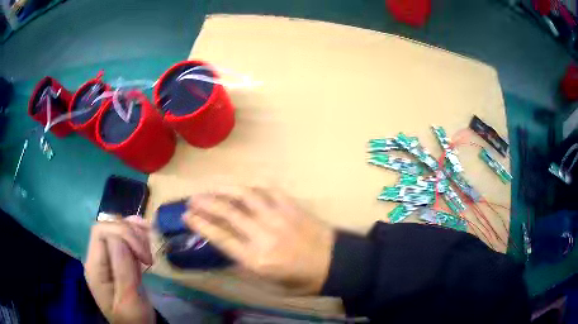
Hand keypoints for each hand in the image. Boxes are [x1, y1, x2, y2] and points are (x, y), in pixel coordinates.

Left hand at [84, 216, 154, 323]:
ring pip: (117, 229)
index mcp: (94, 267)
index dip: (123, 235)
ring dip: (135, 233)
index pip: (101, 232)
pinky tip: (147, 240)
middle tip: (149, 255)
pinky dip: (137, 235)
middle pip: (108, 226)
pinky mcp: (117, 260)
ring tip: (150, 246)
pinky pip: (124, 238)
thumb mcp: (129, 300)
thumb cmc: (133, 319)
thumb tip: (121, 241)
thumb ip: (123, 271)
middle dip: (131, 234)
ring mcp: (107, 257)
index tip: (145, 256)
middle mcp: (97, 257)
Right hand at [183, 187, 334, 294]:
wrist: (335, 264)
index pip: (221, 237)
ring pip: (245, 196)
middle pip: (228, 213)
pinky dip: (253, 186)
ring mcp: (279, 217)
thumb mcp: (269, 283)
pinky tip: (244, 187)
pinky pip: (269, 189)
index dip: (201, 224)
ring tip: (211, 188)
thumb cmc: (301, 279)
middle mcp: (264, 235)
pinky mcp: (292, 207)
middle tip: (193, 199)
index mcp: (257, 259)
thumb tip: (226, 248)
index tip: (187, 215)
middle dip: (206, 203)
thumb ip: (245, 265)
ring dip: (224, 190)